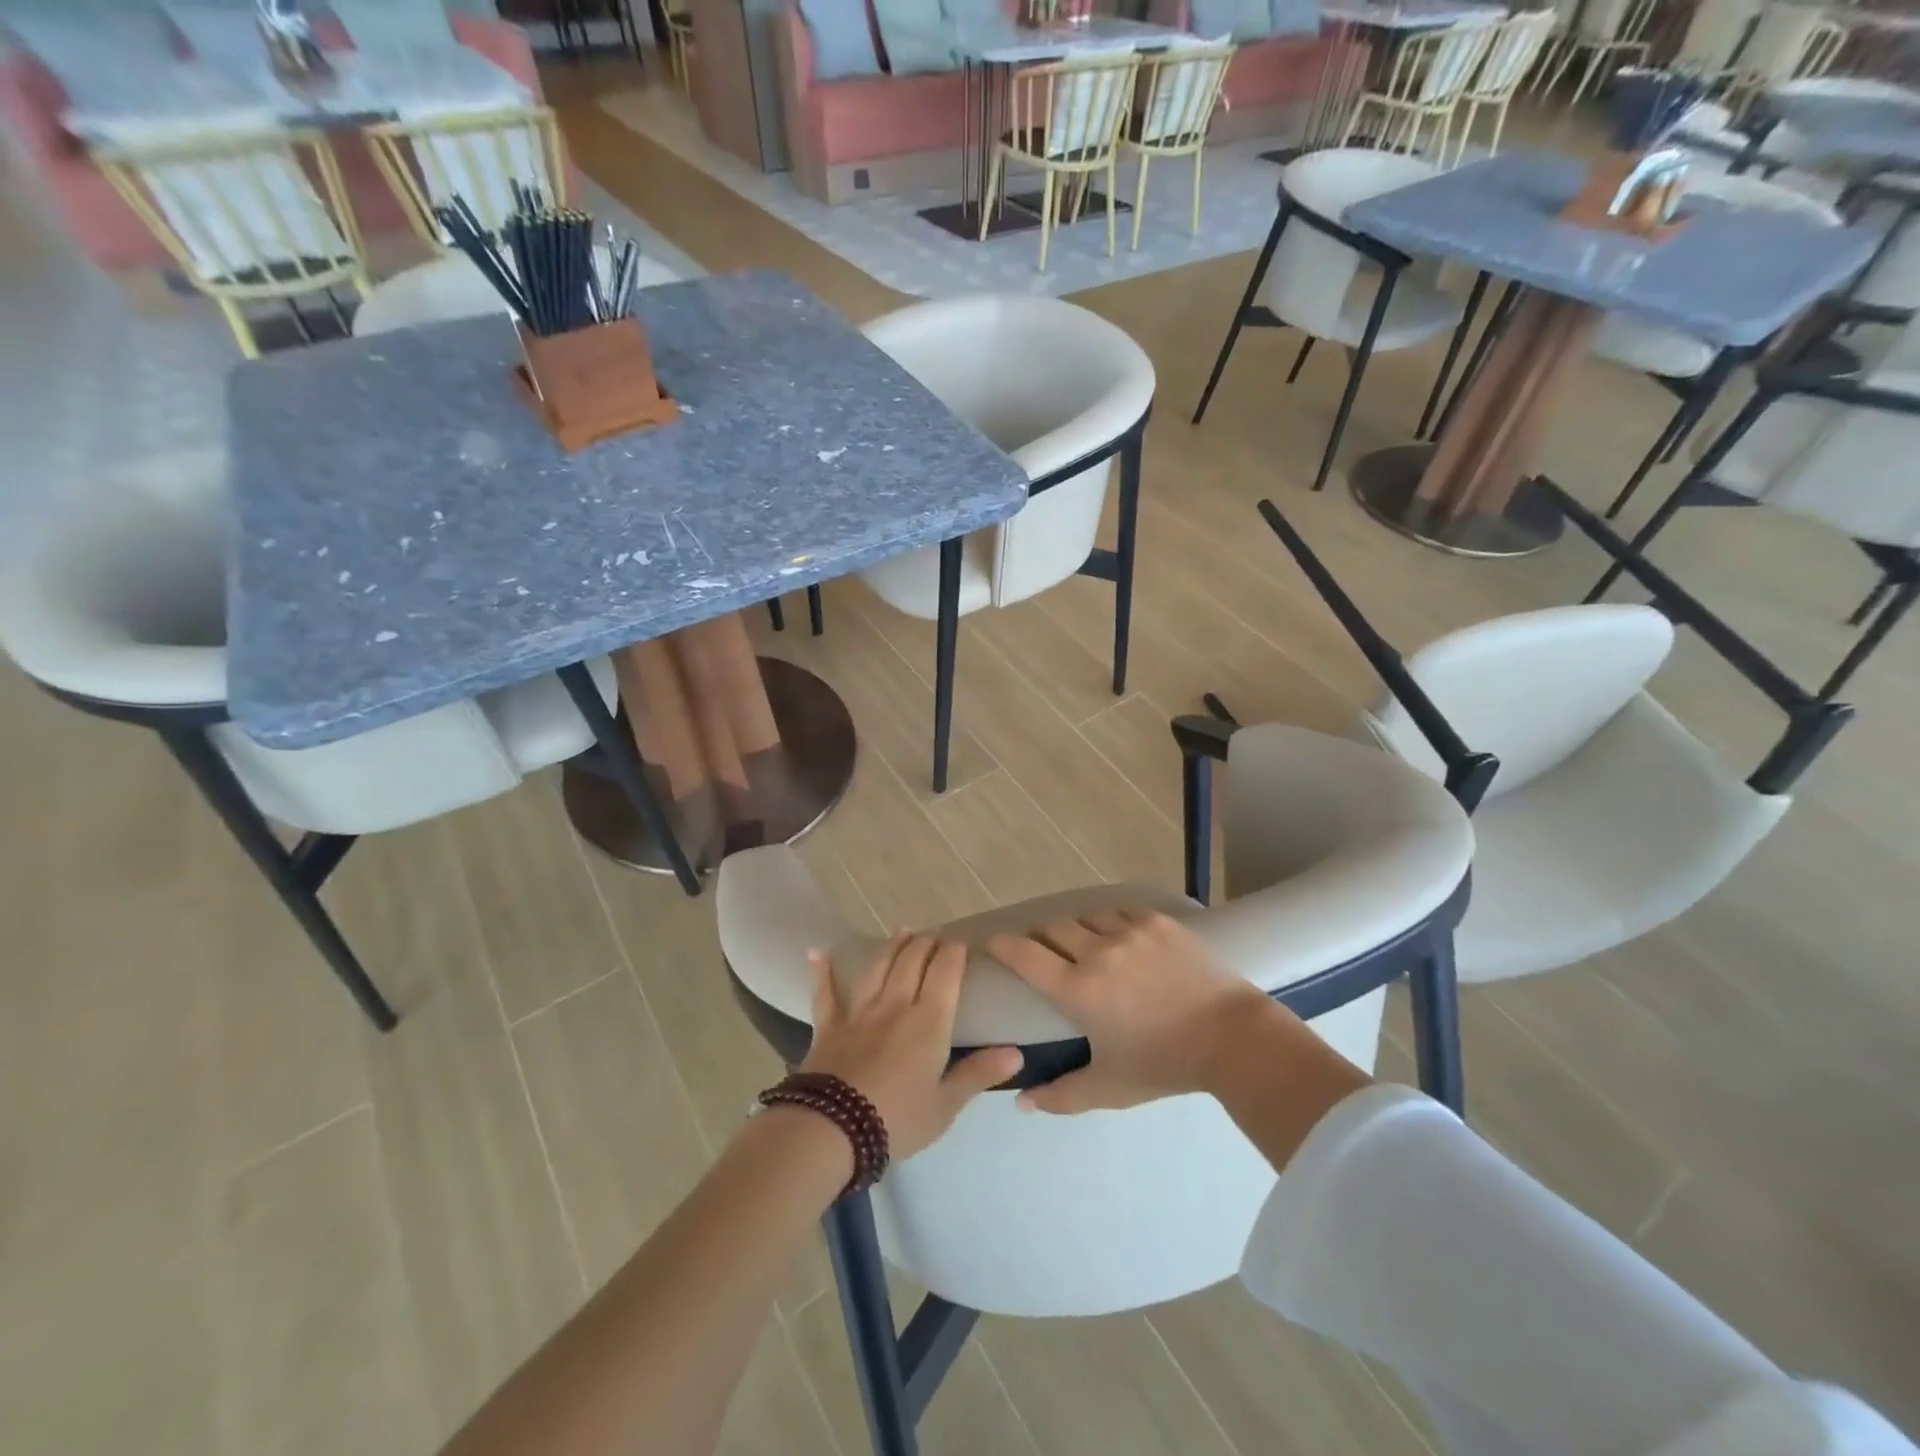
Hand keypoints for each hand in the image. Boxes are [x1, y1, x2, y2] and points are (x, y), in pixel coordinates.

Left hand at [800, 934, 1023, 1159]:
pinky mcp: (828, 1025)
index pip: (945, 974)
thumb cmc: (897, 1120)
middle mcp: (895, 1005)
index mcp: (929, 1022)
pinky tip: (817, 952)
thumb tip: (1017, 1052)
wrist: (832, 1129)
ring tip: (902, 931)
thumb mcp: (946, 1105)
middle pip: (912, 962)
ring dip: (892, 946)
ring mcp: (859, 1012)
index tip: (960, 942)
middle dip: (926, 943)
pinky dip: (822, 971)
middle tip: (934, 934)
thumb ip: (978, 1073)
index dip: (953, 954)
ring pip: (878, 967)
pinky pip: (825, 992)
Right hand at [987, 909, 1283, 1114]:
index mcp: (1078, 990)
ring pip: (1086, 917)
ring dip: (1078, 930)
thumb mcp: (1110, 1087)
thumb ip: (1061, 1096)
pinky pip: (1120, 912)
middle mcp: (1096, 951)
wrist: (1232, 1038)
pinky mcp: (1157, 922)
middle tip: (1046, 954)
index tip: (993, 945)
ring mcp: (1129, 931)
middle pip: (1052, 928)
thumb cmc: (1165, 1065)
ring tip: (1086, 946)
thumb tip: (1021, 1102)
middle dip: (1042, 938)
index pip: (1024, 955)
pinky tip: (1122, 940)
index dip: (1002, 945)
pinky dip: (1112, 924)